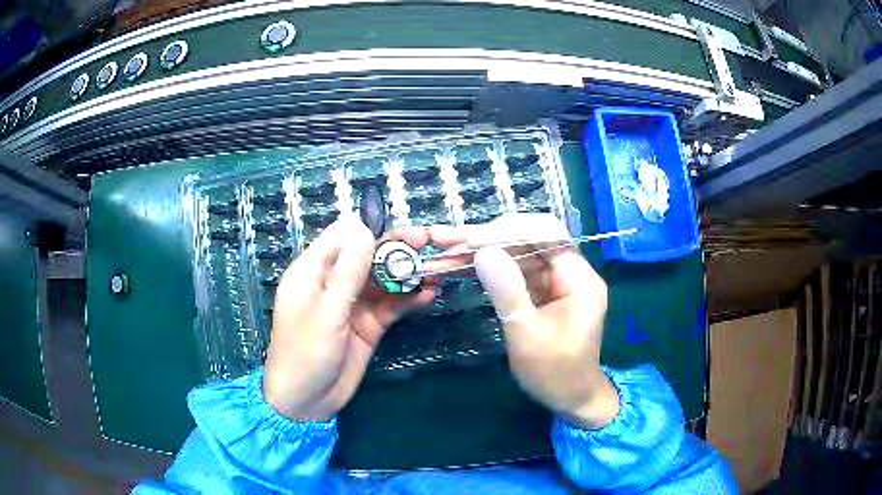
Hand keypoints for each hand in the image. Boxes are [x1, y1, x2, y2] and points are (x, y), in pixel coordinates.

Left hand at [263, 215, 439, 421]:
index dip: (369, 226)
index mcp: (312, 271)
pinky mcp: (367, 324)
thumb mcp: (327, 312)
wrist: (307, 402)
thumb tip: (364, 228)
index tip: (398, 223)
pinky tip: (428, 293)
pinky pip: (390, 305)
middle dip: (395, 248)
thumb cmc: (305, 354)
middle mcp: (333, 283)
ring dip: (406, 273)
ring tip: (436, 266)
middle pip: (366, 255)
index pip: (341, 236)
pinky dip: (408, 299)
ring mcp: (352, 304)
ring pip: (382, 279)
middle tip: (428, 241)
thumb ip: (347, 272)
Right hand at [432, 214, 619, 428]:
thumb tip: (482, 251)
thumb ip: (507, 290)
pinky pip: (516, 271)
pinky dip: (490, 268)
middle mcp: (571, 272)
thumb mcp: (527, 334)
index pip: (546, 233)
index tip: (470, 241)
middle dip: (489, 237)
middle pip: (530, 239)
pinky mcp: (544, 292)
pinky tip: (461, 265)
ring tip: (445, 248)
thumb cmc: (555, 373)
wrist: (571, 399)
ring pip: (519, 253)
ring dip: (484, 251)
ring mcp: (557, 281)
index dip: (508, 230)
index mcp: (579, 278)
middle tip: (448, 239)